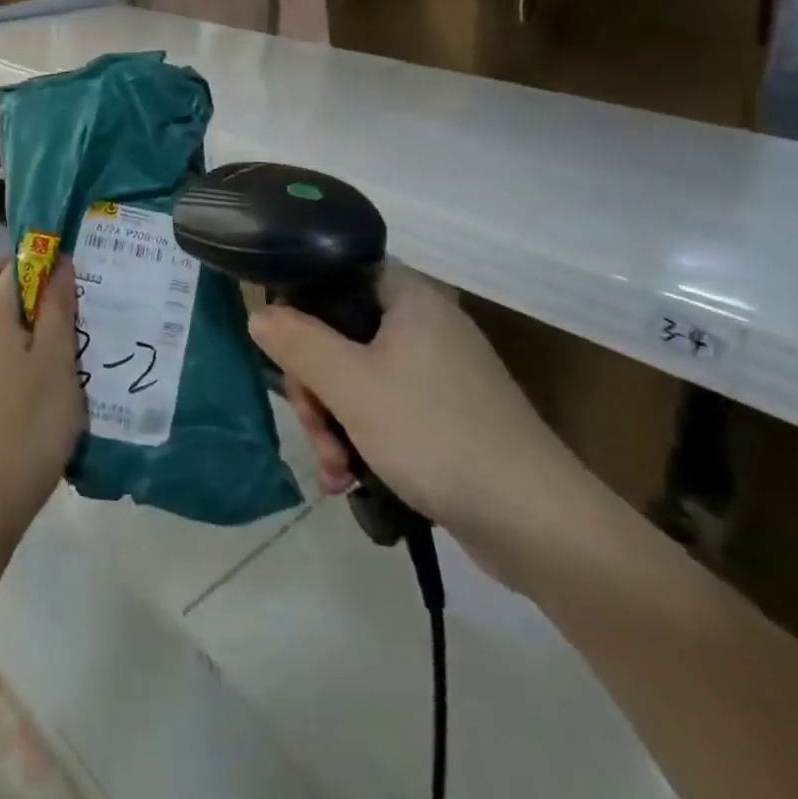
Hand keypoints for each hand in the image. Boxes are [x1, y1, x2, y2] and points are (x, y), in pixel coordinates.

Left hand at [0, 257, 84, 526]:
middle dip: (18, 276)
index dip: (39, 259)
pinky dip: (7, 332)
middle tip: (56, 293)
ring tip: (54, 326)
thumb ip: (57, 304)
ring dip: (13, 306)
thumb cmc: (35, 416)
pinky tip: (37, 359)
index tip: (68, 271)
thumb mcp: (58, 356)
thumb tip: (59, 263)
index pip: (9, 266)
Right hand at [251, 263, 600, 587]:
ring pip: (356, 377)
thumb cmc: (436, 434)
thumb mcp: (351, 386)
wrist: (538, 523)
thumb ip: (298, 343)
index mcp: (408, 296)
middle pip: (339, 334)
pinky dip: (361, 437)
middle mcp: (423, 323)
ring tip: (333, 471)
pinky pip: (383, 408)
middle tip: (314, 430)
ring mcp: (437, 369)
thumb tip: (259, 313)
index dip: (300, 309)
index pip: (335, 275)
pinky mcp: (445, 412)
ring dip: (333, 422)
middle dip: (316, 388)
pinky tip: (349, 480)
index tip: (285, 356)